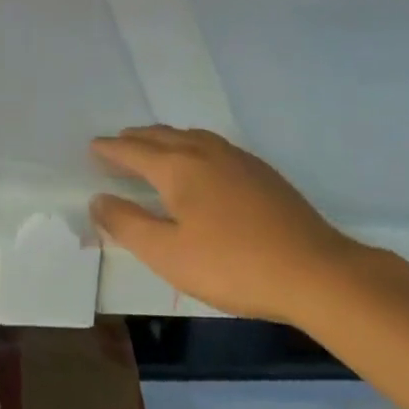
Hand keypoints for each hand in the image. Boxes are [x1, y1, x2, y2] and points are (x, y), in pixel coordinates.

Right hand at [89, 126, 363, 324]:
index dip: (111, 150)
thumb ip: (128, 224)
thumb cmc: (233, 265)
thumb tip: (98, 199)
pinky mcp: (262, 173)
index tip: (93, 146)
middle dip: (136, 138)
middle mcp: (205, 152)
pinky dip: (192, 145)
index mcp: (178, 168)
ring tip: (154, 145)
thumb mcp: (168, 254)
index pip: (134, 151)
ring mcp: (238, 159)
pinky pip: (213, 145)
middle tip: (118, 142)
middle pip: (162, 137)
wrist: (315, 271)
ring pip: (190, 136)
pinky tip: (202, 162)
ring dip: (165, 138)